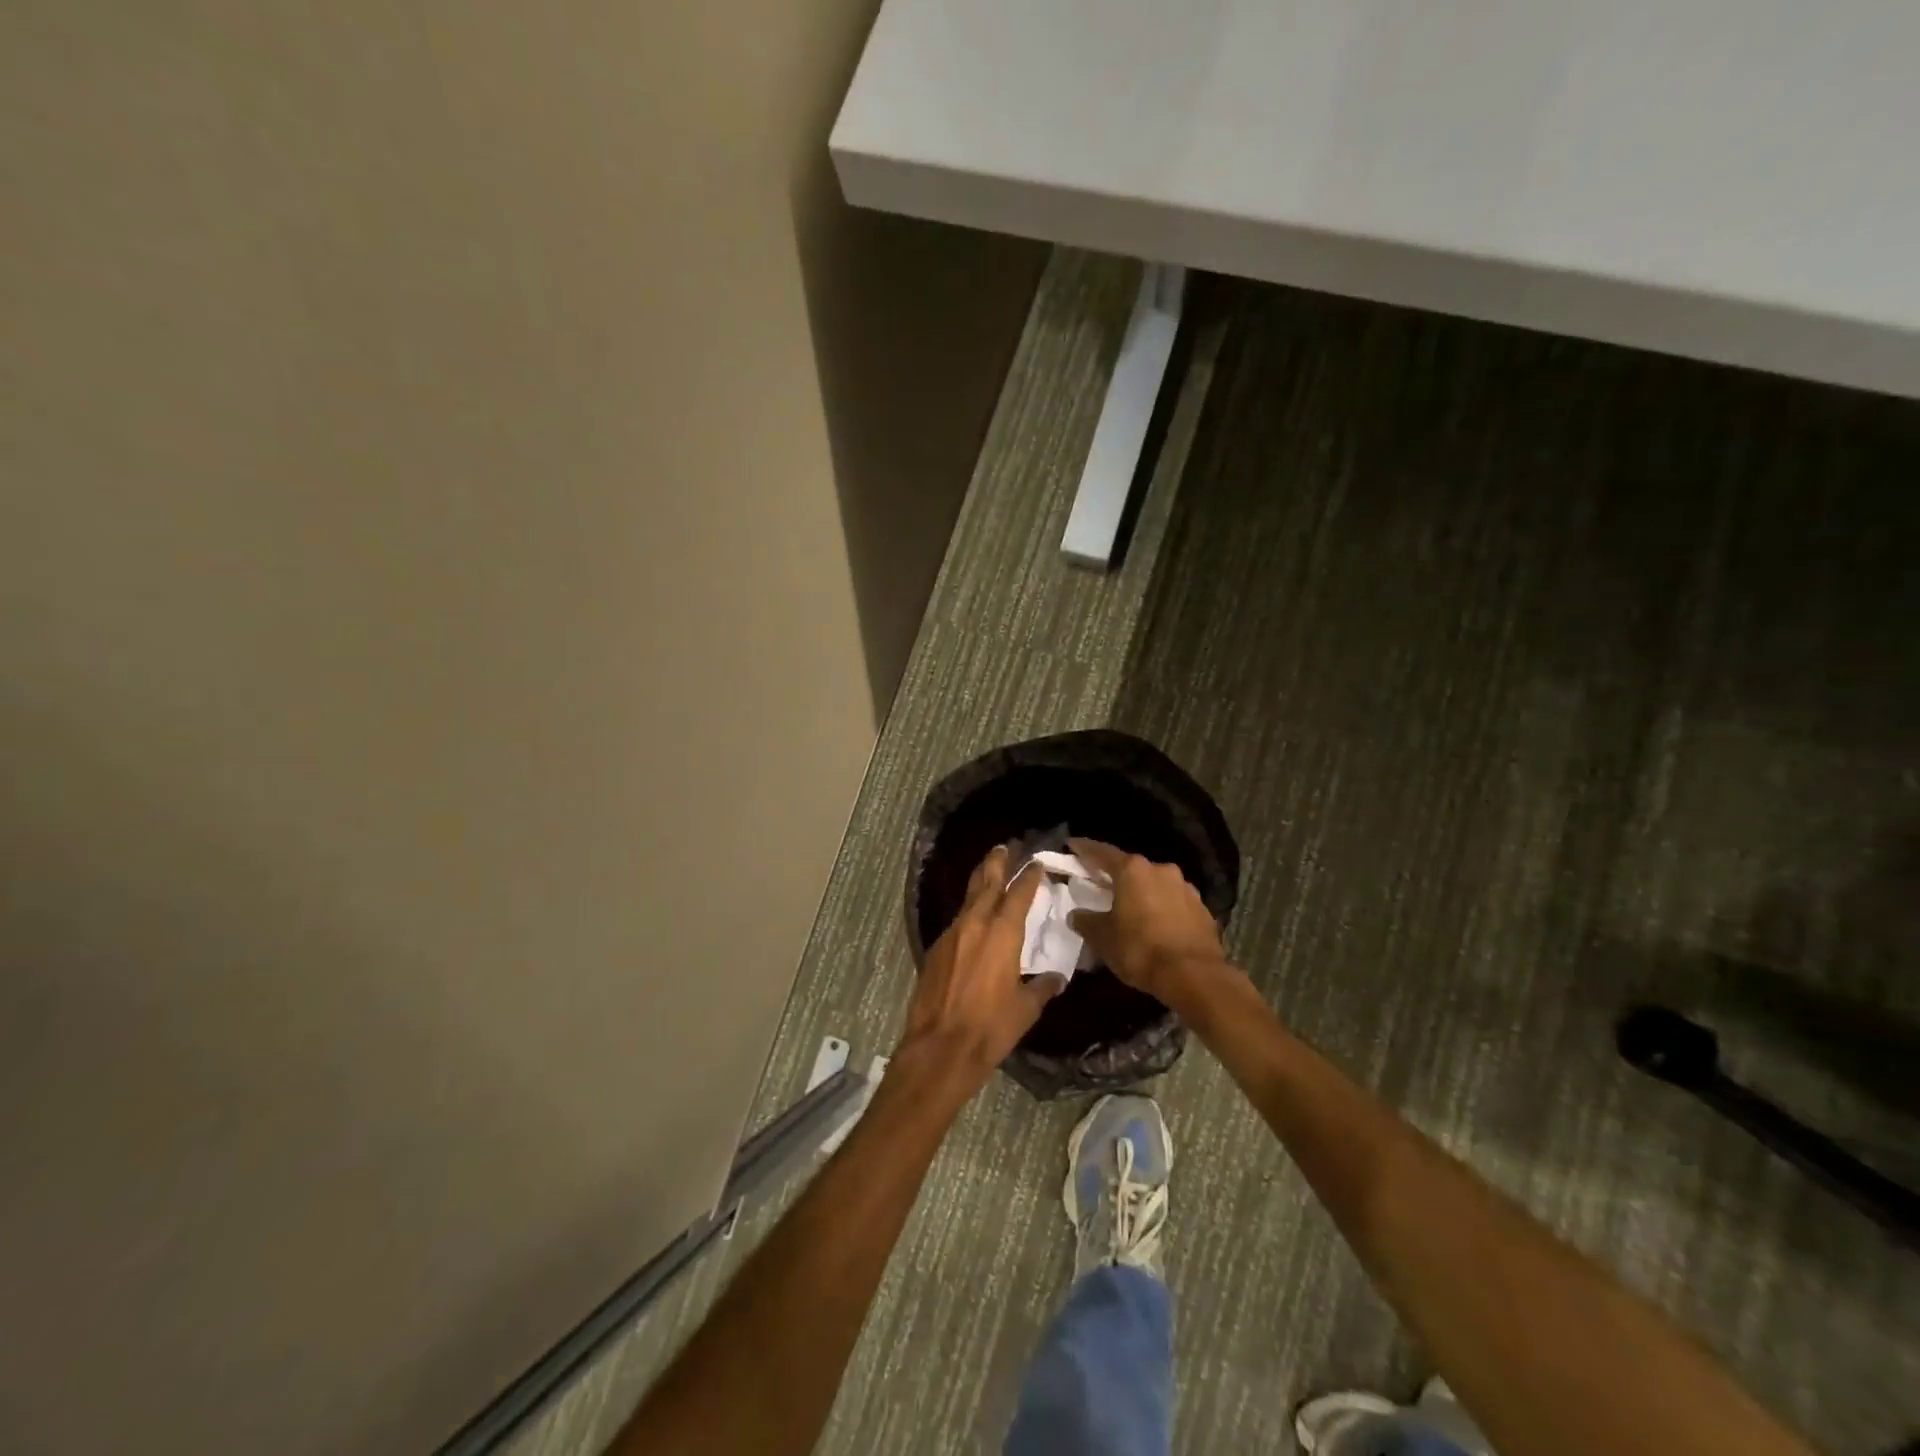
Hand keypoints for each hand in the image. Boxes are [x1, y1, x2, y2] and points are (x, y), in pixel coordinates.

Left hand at [898, 846, 1064, 1096]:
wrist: (941, 1047)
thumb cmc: (991, 1028)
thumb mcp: (1026, 1009)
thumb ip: (1042, 988)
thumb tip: (1056, 978)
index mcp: (1003, 933)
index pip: (1019, 893)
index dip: (1029, 876)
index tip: (1036, 862)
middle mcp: (976, 924)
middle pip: (987, 882)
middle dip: (997, 862)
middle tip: (1005, 845)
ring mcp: (952, 934)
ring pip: (969, 898)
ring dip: (980, 882)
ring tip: (989, 870)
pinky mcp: (935, 949)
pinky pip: (957, 921)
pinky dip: (968, 911)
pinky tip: (973, 918)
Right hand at [1067, 838, 1224, 997]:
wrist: (1194, 976)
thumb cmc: (1140, 949)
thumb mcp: (1103, 938)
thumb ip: (1086, 921)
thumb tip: (1076, 914)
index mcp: (1133, 871)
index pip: (1103, 853)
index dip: (1085, 849)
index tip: (1072, 845)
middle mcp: (1161, 870)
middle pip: (1133, 868)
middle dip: (1117, 877)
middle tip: (1103, 886)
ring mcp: (1186, 888)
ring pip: (1156, 885)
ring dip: (1143, 893)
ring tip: (1132, 909)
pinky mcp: (1202, 910)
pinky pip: (1174, 903)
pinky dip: (1162, 909)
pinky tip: (1157, 926)